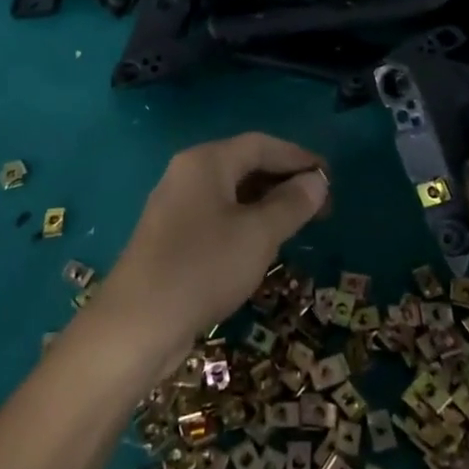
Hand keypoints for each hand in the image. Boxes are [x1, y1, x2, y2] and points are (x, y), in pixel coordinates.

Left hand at [98, 133, 327, 364]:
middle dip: (284, 180)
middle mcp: (188, 173)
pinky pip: (218, 214)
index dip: (298, 156)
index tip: (330, 177)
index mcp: (206, 161)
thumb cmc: (204, 267)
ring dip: (267, 202)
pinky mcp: (172, 236)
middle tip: (321, 204)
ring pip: (231, 191)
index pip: (261, 144)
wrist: (138, 324)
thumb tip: (317, 181)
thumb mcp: (258, 234)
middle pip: (244, 164)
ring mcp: (176, 205)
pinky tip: (263, 243)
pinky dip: (246, 220)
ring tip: (299, 222)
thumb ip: (292, 204)